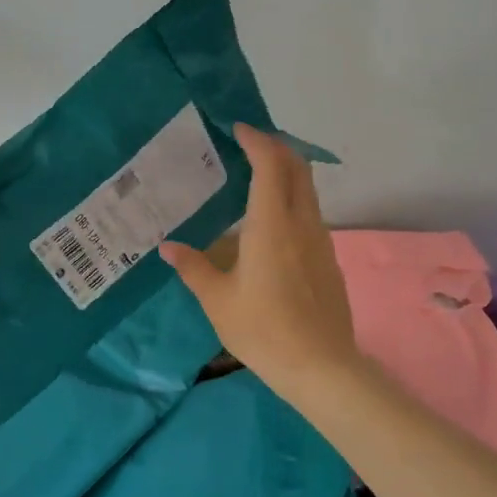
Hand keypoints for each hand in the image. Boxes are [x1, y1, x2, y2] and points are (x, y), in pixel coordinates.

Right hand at [159, 123, 360, 403]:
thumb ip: (193, 267)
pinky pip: (310, 214)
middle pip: (297, 168)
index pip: (270, 165)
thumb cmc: (263, 330)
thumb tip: (167, 247)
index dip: (256, 140)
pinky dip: (292, 199)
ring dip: (286, 173)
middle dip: (276, 147)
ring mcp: (321, 240)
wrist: (322, 367)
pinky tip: (271, 223)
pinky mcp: (328, 259)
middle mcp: (301, 223)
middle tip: (248, 144)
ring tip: (255, 178)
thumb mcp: (218, 300)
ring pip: (307, 190)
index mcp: (271, 225)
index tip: (238, 128)